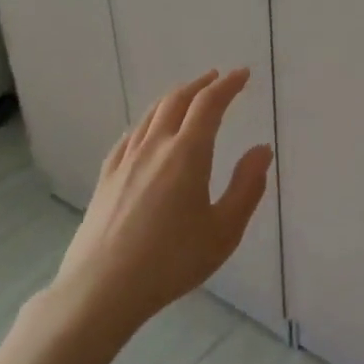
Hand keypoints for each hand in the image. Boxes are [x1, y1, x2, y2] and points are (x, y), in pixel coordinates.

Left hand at [56, 67, 272, 328]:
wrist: (101, 289)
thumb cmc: (171, 261)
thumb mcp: (224, 230)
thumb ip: (247, 187)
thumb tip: (262, 150)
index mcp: (187, 154)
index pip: (209, 104)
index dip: (227, 85)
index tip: (243, 74)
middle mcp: (155, 147)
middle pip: (177, 101)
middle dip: (200, 85)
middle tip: (217, 78)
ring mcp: (125, 160)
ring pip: (151, 114)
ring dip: (174, 98)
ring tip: (188, 97)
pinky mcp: (106, 178)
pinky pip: (131, 135)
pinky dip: (149, 121)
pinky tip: (148, 131)